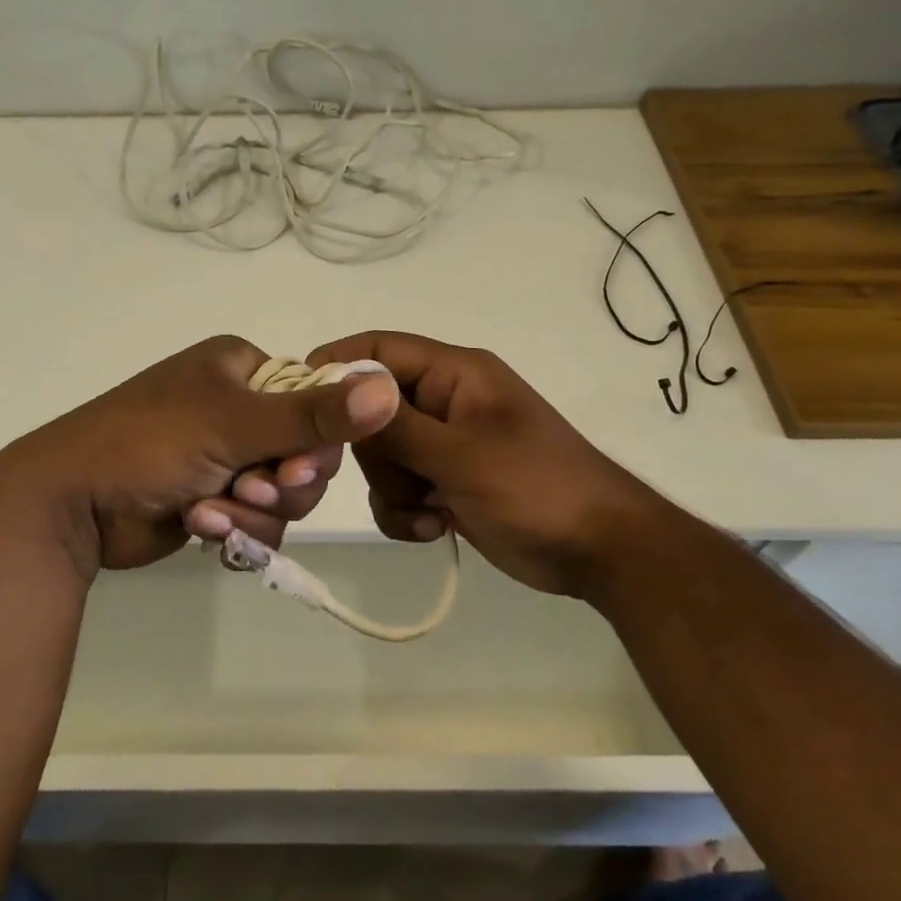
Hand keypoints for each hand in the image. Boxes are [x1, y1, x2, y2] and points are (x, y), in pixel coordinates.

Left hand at [0, 336, 400, 582]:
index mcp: (241, 369)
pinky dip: (234, 530)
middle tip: (250, 492)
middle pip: (305, 452)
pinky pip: (256, 519)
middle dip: (281, 484)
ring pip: (284, 493)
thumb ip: (313, 415)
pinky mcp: (213, 498)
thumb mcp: (233, 425)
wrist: (68, 504)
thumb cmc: (148, 444)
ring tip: (212, 514)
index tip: (295, 468)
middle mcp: (237, 407)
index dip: (318, 440)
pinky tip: (199, 529)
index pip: (316, 399)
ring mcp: (224, 455)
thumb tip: (389, 388)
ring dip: (254, 512)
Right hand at [308, 330, 671, 598]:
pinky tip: (434, 529)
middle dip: (376, 454)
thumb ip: (397, 425)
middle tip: (402, 480)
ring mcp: (443, 443)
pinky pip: (398, 488)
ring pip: (381, 456)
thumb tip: (342, 388)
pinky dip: (405, 512)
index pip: (379, 348)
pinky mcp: (444, 481)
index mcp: (454, 374)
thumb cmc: (536, 488)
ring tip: (430, 512)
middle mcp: (443, 401)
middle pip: (371, 410)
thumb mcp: (462, 455)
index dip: (337, 366)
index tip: (302, 404)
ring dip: (393, 490)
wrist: (598, 551)